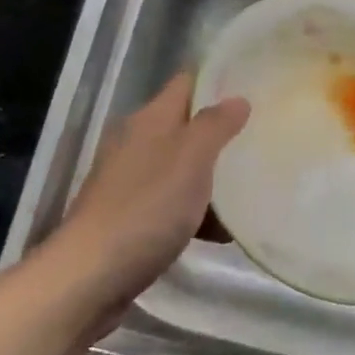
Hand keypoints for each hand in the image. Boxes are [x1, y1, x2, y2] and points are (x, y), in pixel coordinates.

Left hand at [43, 74, 248, 317]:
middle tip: (263, 138)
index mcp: (149, 120)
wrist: (91, 275)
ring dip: (212, 177)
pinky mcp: (129, 218)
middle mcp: (136, 143)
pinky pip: (172, 204)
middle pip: (185, 126)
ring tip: (252, 188)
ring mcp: (129, 182)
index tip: (255, 86)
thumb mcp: (191, 159)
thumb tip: (237, 98)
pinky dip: (195, 212)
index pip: (187, 83)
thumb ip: (216, 125)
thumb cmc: (147, 208)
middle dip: (221, 133)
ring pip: (181, 167)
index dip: (218, 80)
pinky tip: (221, 233)